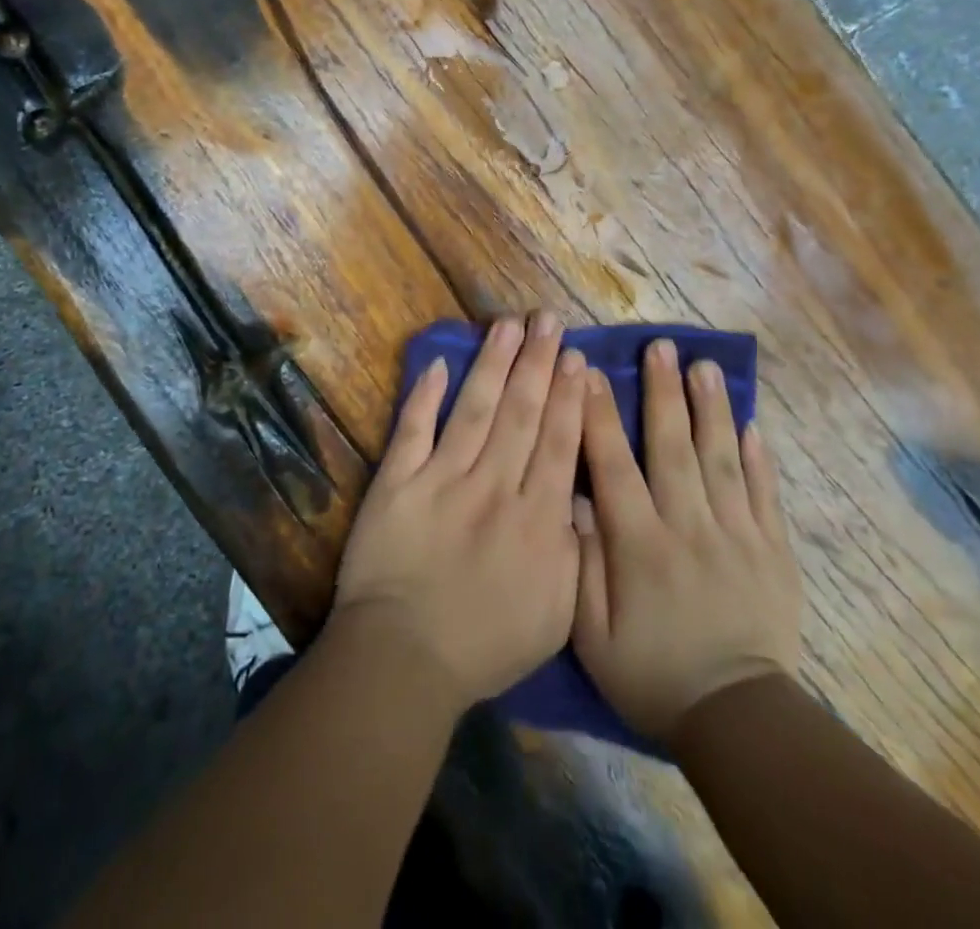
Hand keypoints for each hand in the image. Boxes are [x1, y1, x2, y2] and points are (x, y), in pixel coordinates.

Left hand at [331, 313, 586, 707]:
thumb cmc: (486, 645)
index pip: (558, 442)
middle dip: (538, 363)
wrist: (404, 659)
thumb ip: (573, 550)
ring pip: (475, 409)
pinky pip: (414, 429)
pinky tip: (439, 362)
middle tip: (548, 320)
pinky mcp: (398, 481)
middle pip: (521, 413)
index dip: (569, 396)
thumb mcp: (556, 614)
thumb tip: (581, 495)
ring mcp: (442, 479)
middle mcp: (494, 486)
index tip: (577, 357)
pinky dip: (425, 396)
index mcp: (536, 518)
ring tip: (509, 326)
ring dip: (494, 364)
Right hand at [572, 339, 801, 739]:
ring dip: (710, 409)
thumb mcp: (591, 633)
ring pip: (721, 459)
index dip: (599, 415)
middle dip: (663, 392)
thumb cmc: (651, 674)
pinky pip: (765, 494)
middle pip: (673, 447)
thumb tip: (573, 500)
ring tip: (704, 366)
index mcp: (640, 543)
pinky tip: (752, 424)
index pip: (613, 465)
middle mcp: (688, 526)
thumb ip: (579, 563)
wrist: (737, 721)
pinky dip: (758, 457)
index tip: (589, 371)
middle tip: (660, 346)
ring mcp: (736, 535)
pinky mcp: (772, 551)